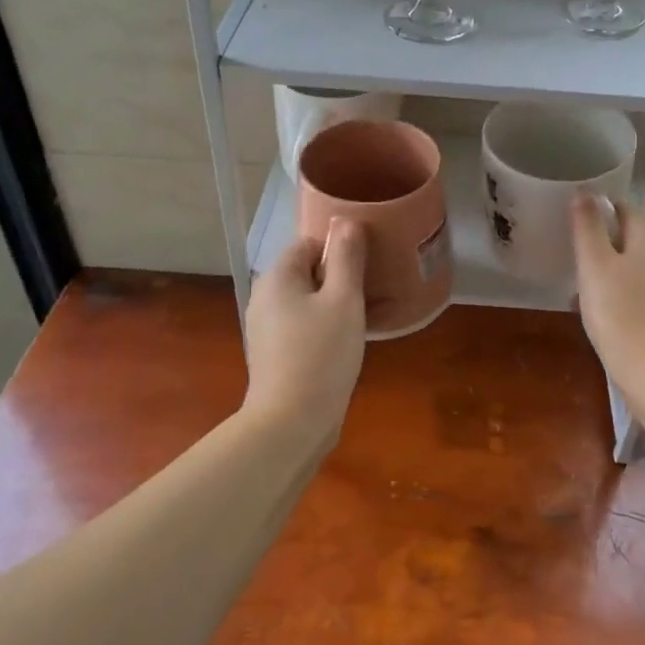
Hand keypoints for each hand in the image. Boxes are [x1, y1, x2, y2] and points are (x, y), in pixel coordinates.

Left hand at [243, 220, 367, 441]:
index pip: (309, 243)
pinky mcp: (278, 355)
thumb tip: (346, 221)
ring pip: (310, 302)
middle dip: (343, 277)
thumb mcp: (343, 300)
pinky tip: (357, 339)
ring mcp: (269, 330)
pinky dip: (330, 326)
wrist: (291, 422)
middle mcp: (266, 298)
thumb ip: (346, 257)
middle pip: (309, 272)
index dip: (340, 249)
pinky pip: (308, 327)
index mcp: (277, 278)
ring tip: (375, 312)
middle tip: (377, 288)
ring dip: (340, 303)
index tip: (369, 263)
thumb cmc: (320, 353)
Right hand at [571, 194, 644, 393]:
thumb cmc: (620, 312)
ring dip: (606, 264)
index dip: (596, 208)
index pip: (622, 206)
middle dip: (601, 237)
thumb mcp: (594, 264)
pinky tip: (596, 305)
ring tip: (578, 278)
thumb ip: (588, 226)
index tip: (570, 220)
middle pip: (629, 233)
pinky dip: (616, 287)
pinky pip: (636, 285)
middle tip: (570, 249)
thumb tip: (584, 191)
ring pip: (632, 260)